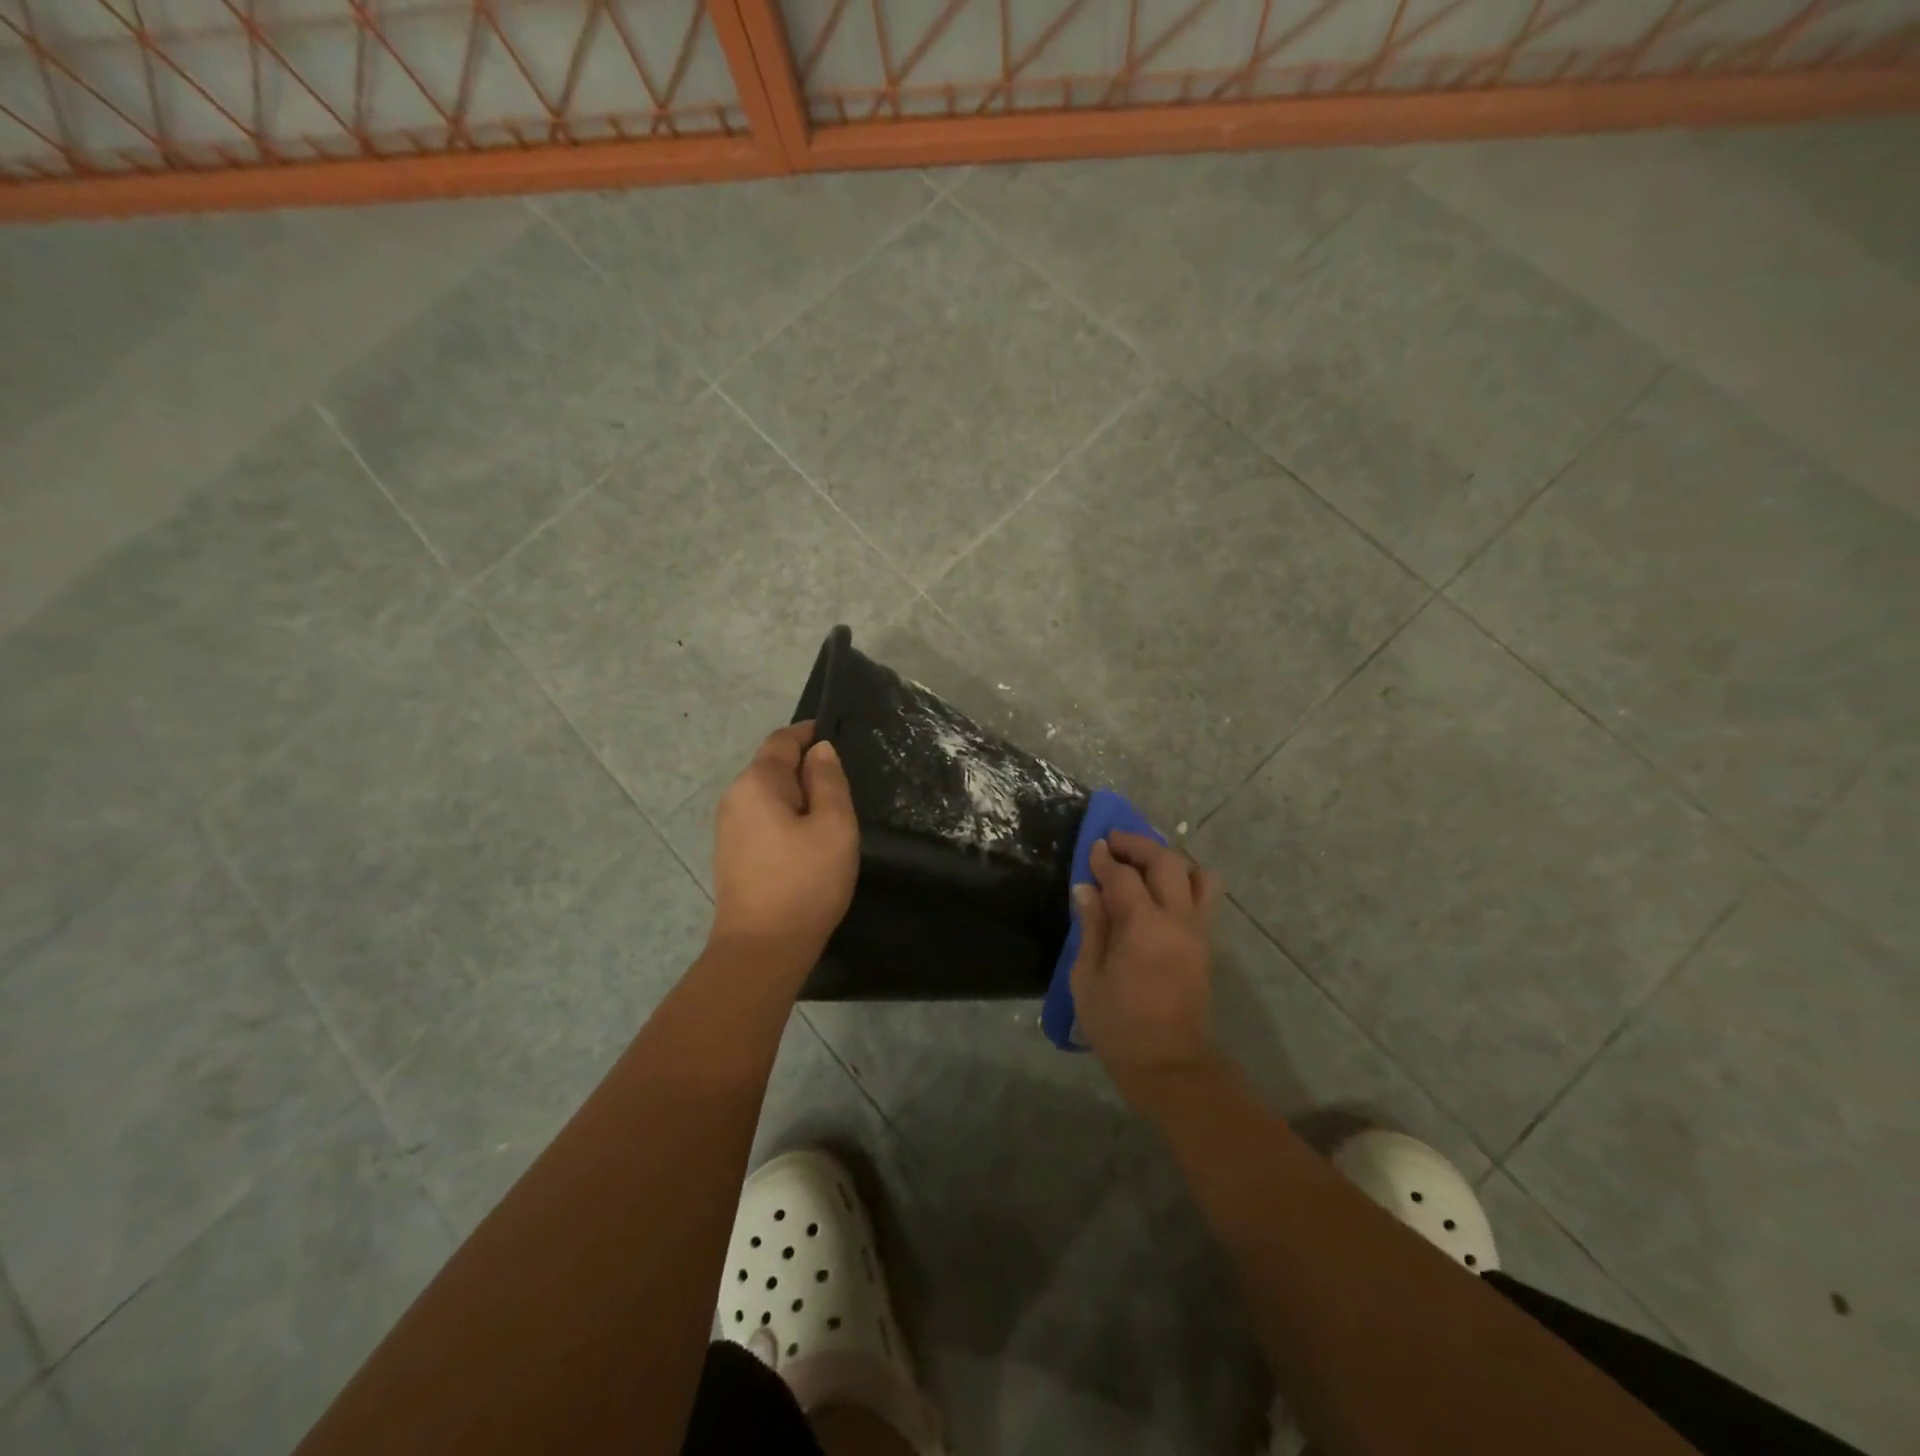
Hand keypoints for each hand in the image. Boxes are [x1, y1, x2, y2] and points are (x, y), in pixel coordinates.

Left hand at [710, 722, 858, 964]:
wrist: (761, 949)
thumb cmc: (805, 882)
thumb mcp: (834, 826)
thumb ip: (829, 781)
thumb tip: (820, 750)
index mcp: (757, 782)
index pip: (782, 740)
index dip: (809, 733)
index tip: (837, 736)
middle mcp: (735, 797)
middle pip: (772, 766)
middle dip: (805, 767)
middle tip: (843, 784)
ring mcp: (728, 827)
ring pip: (767, 795)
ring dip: (796, 795)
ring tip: (830, 814)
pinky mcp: (731, 853)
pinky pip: (761, 818)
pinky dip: (784, 816)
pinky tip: (806, 840)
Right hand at [1070, 831, 1219, 1100]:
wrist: (1170, 1066)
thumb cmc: (1118, 1026)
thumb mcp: (1087, 978)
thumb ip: (1091, 927)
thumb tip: (1086, 888)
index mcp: (1143, 927)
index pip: (1124, 876)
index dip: (1104, 858)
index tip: (1092, 847)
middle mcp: (1177, 920)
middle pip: (1167, 861)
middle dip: (1139, 845)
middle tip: (1115, 845)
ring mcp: (1198, 931)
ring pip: (1197, 874)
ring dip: (1170, 861)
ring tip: (1144, 866)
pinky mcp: (1206, 944)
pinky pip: (1205, 897)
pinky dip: (1185, 882)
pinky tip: (1160, 893)